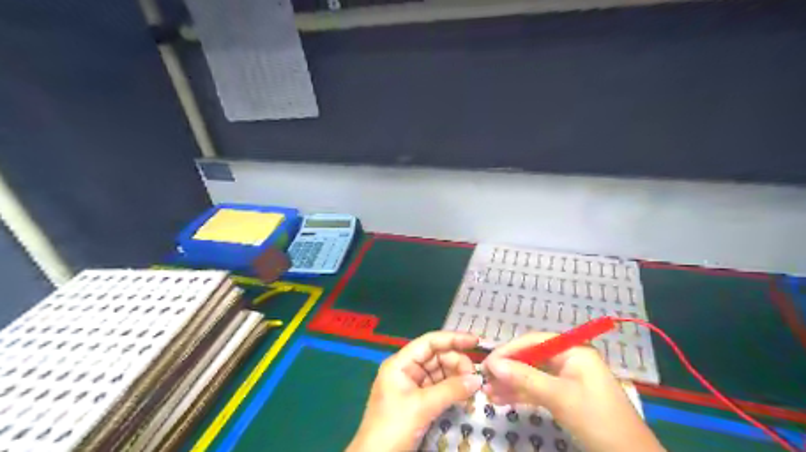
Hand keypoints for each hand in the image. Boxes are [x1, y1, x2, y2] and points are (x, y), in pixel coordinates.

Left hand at [348, 332, 483, 451]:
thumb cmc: (393, 427)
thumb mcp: (422, 406)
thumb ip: (451, 390)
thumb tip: (477, 379)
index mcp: (401, 363)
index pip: (430, 342)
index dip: (453, 339)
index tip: (475, 341)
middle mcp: (407, 369)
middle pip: (437, 356)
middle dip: (457, 363)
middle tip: (475, 378)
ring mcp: (412, 385)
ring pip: (440, 372)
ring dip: (457, 377)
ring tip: (473, 388)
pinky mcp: (418, 401)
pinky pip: (439, 388)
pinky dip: (453, 390)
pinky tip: (465, 396)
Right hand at [480, 331, 663, 451]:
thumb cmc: (597, 419)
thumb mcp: (559, 397)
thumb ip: (525, 378)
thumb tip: (493, 365)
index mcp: (573, 350)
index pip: (534, 341)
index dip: (509, 350)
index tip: (487, 363)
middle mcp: (568, 359)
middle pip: (531, 358)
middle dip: (507, 369)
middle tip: (484, 379)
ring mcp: (566, 378)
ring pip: (532, 375)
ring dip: (510, 383)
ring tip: (487, 392)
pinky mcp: (564, 395)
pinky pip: (537, 389)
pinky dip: (521, 394)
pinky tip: (501, 399)